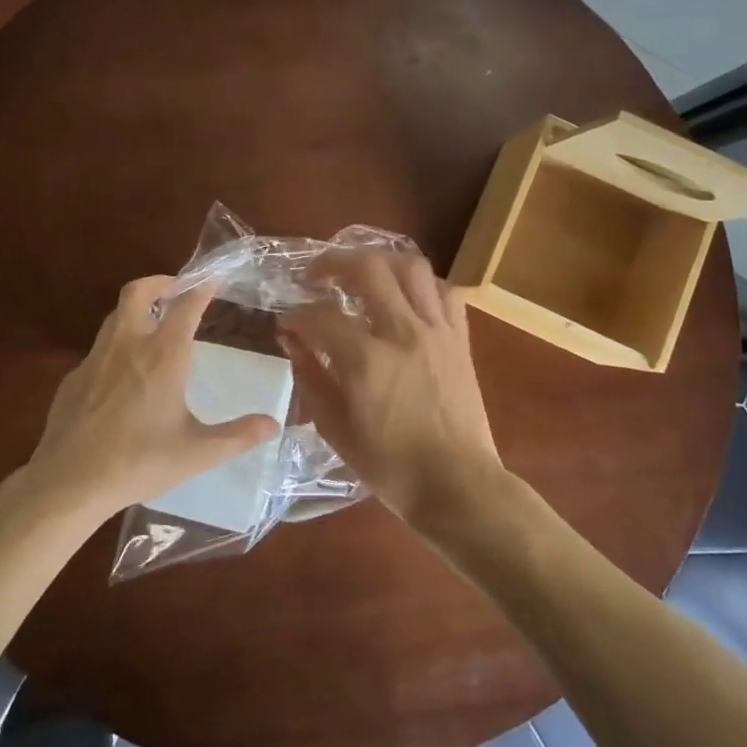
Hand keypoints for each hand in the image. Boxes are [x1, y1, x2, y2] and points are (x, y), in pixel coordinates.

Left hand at [27, 275, 280, 522]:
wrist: (70, 481)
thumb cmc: (139, 462)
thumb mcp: (197, 453)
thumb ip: (237, 436)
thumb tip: (273, 425)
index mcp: (163, 356)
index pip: (186, 306)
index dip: (201, 288)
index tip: (213, 278)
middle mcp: (128, 345)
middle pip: (138, 292)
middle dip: (158, 282)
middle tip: (175, 289)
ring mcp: (95, 359)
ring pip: (114, 316)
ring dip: (135, 310)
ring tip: (151, 325)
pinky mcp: (73, 378)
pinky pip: (97, 350)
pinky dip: (115, 347)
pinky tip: (120, 375)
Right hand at [278, 250, 506, 531]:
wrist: (457, 485)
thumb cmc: (390, 467)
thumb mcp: (335, 429)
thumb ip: (311, 377)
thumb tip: (293, 341)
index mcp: (366, 361)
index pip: (320, 316)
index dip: (295, 315)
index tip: (287, 324)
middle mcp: (402, 332)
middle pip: (367, 268)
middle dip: (333, 263)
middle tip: (316, 276)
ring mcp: (436, 330)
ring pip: (411, 266)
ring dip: (380, 261)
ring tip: (361, 273)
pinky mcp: (459, 338)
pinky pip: (444, 291)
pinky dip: (421, 284)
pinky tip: (405, 297)